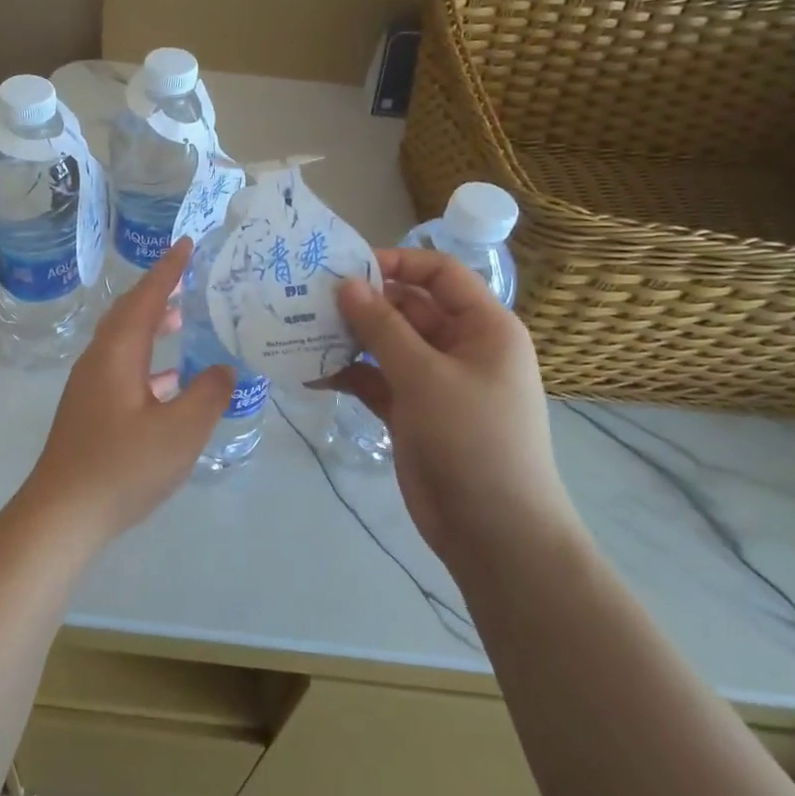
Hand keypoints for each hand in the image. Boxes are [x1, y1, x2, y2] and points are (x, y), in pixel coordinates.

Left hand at [20, 239, 234, 547]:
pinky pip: (124, 368)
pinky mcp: (90, 412)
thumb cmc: (121, 467)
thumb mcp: (179, 431)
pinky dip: (149, 362)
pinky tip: (172, 383)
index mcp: (117, 354)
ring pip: (125, 342)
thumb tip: (224, 368)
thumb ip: (208, 394)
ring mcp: (90, 388)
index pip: (145, 298)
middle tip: (190, 279)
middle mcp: (99, 361)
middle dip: (158, 292)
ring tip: (185, 322)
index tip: (187, 244)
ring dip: (153, 326)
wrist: (62, 515)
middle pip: (129, 314)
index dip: (168, 270)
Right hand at [327, 248, 577, 566]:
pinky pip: (375, 380)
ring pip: (386, 345)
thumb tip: (347, 284)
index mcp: (483, 328)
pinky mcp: (411, 413)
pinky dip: (348, 375)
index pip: (440, 274)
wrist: (494, 532)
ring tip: (300, 330)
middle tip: (308, 297)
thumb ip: (383, 327)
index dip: (397, 263)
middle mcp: (459, 347)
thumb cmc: (473, 440)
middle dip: (362, 303)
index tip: (347, 267)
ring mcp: (434, 382)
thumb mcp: (426, 376)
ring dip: (349, 338)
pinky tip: (310, 373)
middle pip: (407, 308)